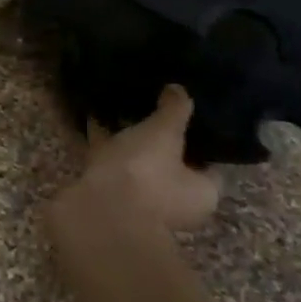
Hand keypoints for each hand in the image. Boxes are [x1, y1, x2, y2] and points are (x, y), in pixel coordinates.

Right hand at [56, 85, 222, 233]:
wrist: (96, 212)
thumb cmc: (145, 173)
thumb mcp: (164, 132)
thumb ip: (175, 110)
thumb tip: (179, 89)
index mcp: (201, 193)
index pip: (207, 161)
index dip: (199, 136)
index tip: (186, 111)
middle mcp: (173, 203)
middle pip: (169, 164)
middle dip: (158, 137)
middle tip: (150, 104)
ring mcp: (137, 201)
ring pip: (135, 163)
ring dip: (126, 139)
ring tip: (119, 103)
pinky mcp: (106, 196)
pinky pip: (108, 163)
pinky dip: (103, 143)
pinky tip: (93, 115)